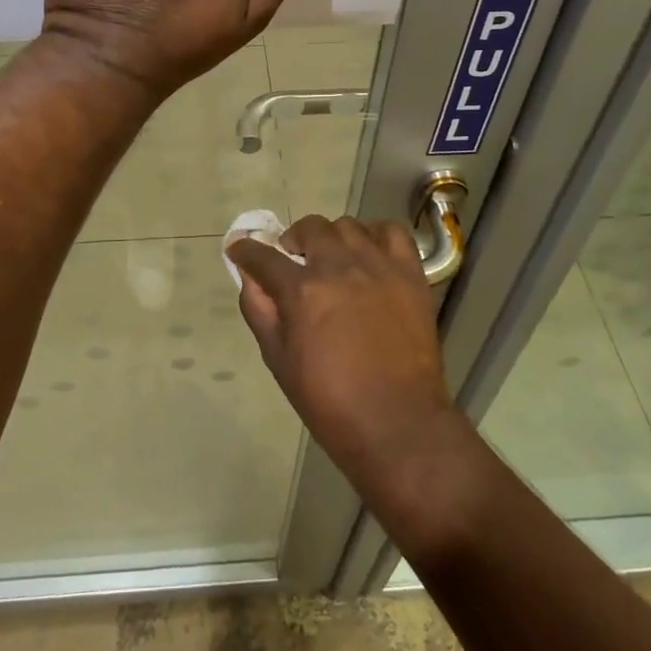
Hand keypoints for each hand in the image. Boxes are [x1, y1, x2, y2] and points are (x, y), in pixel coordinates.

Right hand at [228, 215, 457, 487]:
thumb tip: (248, 278)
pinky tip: (370, 254)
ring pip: (348, 226)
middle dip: (293, 239)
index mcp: (302, 292)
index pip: (263, 257)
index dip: (245, 251)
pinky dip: (377, 235)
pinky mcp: (410, 274)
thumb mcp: (278, 361)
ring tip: (334, 259)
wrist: (397, 424)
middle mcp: (338, 267)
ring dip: (332, 238)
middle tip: (294, 260)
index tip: (240, 249)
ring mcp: (378, 267)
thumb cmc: (330, 402)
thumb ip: (259, 312)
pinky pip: (392, 232)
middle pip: (309, 228)